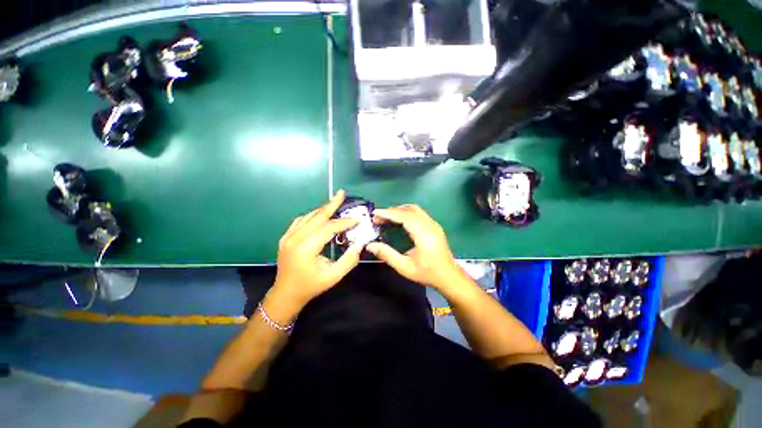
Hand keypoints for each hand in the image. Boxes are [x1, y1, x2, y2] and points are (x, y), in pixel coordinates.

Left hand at [271, 190, 363, 307]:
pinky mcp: (285, 237)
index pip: (329, 228)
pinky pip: (300, 220)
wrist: (285, 294)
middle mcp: (295, 238)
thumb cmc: (311, 286)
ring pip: (308, 216)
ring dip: (323, 209)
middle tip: (342, 193)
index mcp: (306, 249)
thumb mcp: (333, 276)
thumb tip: (361, 242)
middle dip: (332, 204)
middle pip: (317, 216)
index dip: (345, 222)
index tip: (358, 219)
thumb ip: (349, 259)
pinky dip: (312, 215)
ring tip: (335, 202)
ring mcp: (288, 237)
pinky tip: (320, 214)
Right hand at [366, 204, 462, 289]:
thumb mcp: (405, 267)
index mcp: (423, 234)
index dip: (388, 213)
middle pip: (409, 209)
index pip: (404, 216)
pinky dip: (406, 213)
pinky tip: (400, 221)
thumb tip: (370, 245)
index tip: (375, 213)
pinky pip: (419, 213)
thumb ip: (387, 255)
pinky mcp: (434, 225)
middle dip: (392, 211)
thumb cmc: (428, 273)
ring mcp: (433, 224)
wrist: (449, 276)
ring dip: (399, 210)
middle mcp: (429, 225)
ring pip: (415, 209)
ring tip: (387, 218)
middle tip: (378, 218)